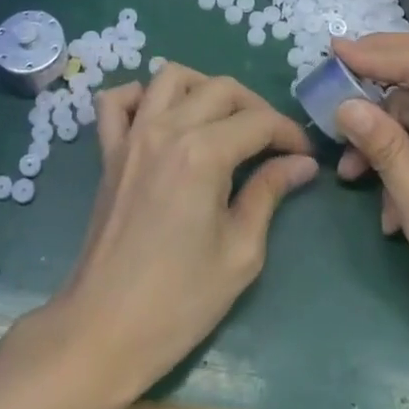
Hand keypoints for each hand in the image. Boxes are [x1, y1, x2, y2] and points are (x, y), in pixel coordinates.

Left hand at [46, 64, 317, 406]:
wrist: (104, 331)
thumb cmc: (180, 301)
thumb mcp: (240, 252)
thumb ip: (269, 193)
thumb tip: (301, 164)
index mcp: (203, 154)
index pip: (258, 122)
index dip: (289, 133)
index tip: (304, 155)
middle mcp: (166, 129)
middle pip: (221, 88)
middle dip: (256, 107)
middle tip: (273, 142)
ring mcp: (131, 136)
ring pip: (170, 77)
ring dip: (204, 88)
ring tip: (223, 120)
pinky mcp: (108, 152)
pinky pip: (116, 101)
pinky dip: (140, 96)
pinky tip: (161, 118)